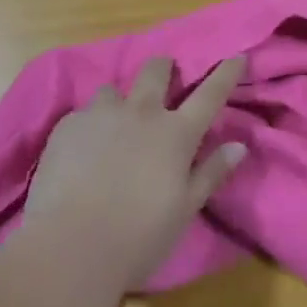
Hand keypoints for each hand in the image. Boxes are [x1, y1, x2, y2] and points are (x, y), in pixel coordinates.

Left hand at [26, 56, 245, 288]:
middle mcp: (141, 112)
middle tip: (162, 82)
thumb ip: (211, 173)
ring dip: (119, 104)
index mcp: (175, 134)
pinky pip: (82, 115)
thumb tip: (239, 146)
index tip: (236, 57)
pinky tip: (81, 155)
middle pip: (156, 70)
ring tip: (112, 129)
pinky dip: (88, 128)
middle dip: (163, 68)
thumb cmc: (138, 237)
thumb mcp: (185, 210)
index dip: (225, 73)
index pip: (210, 94)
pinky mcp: (68, 126)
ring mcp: (101, 115)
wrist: (70, 248)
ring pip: (113, 90)